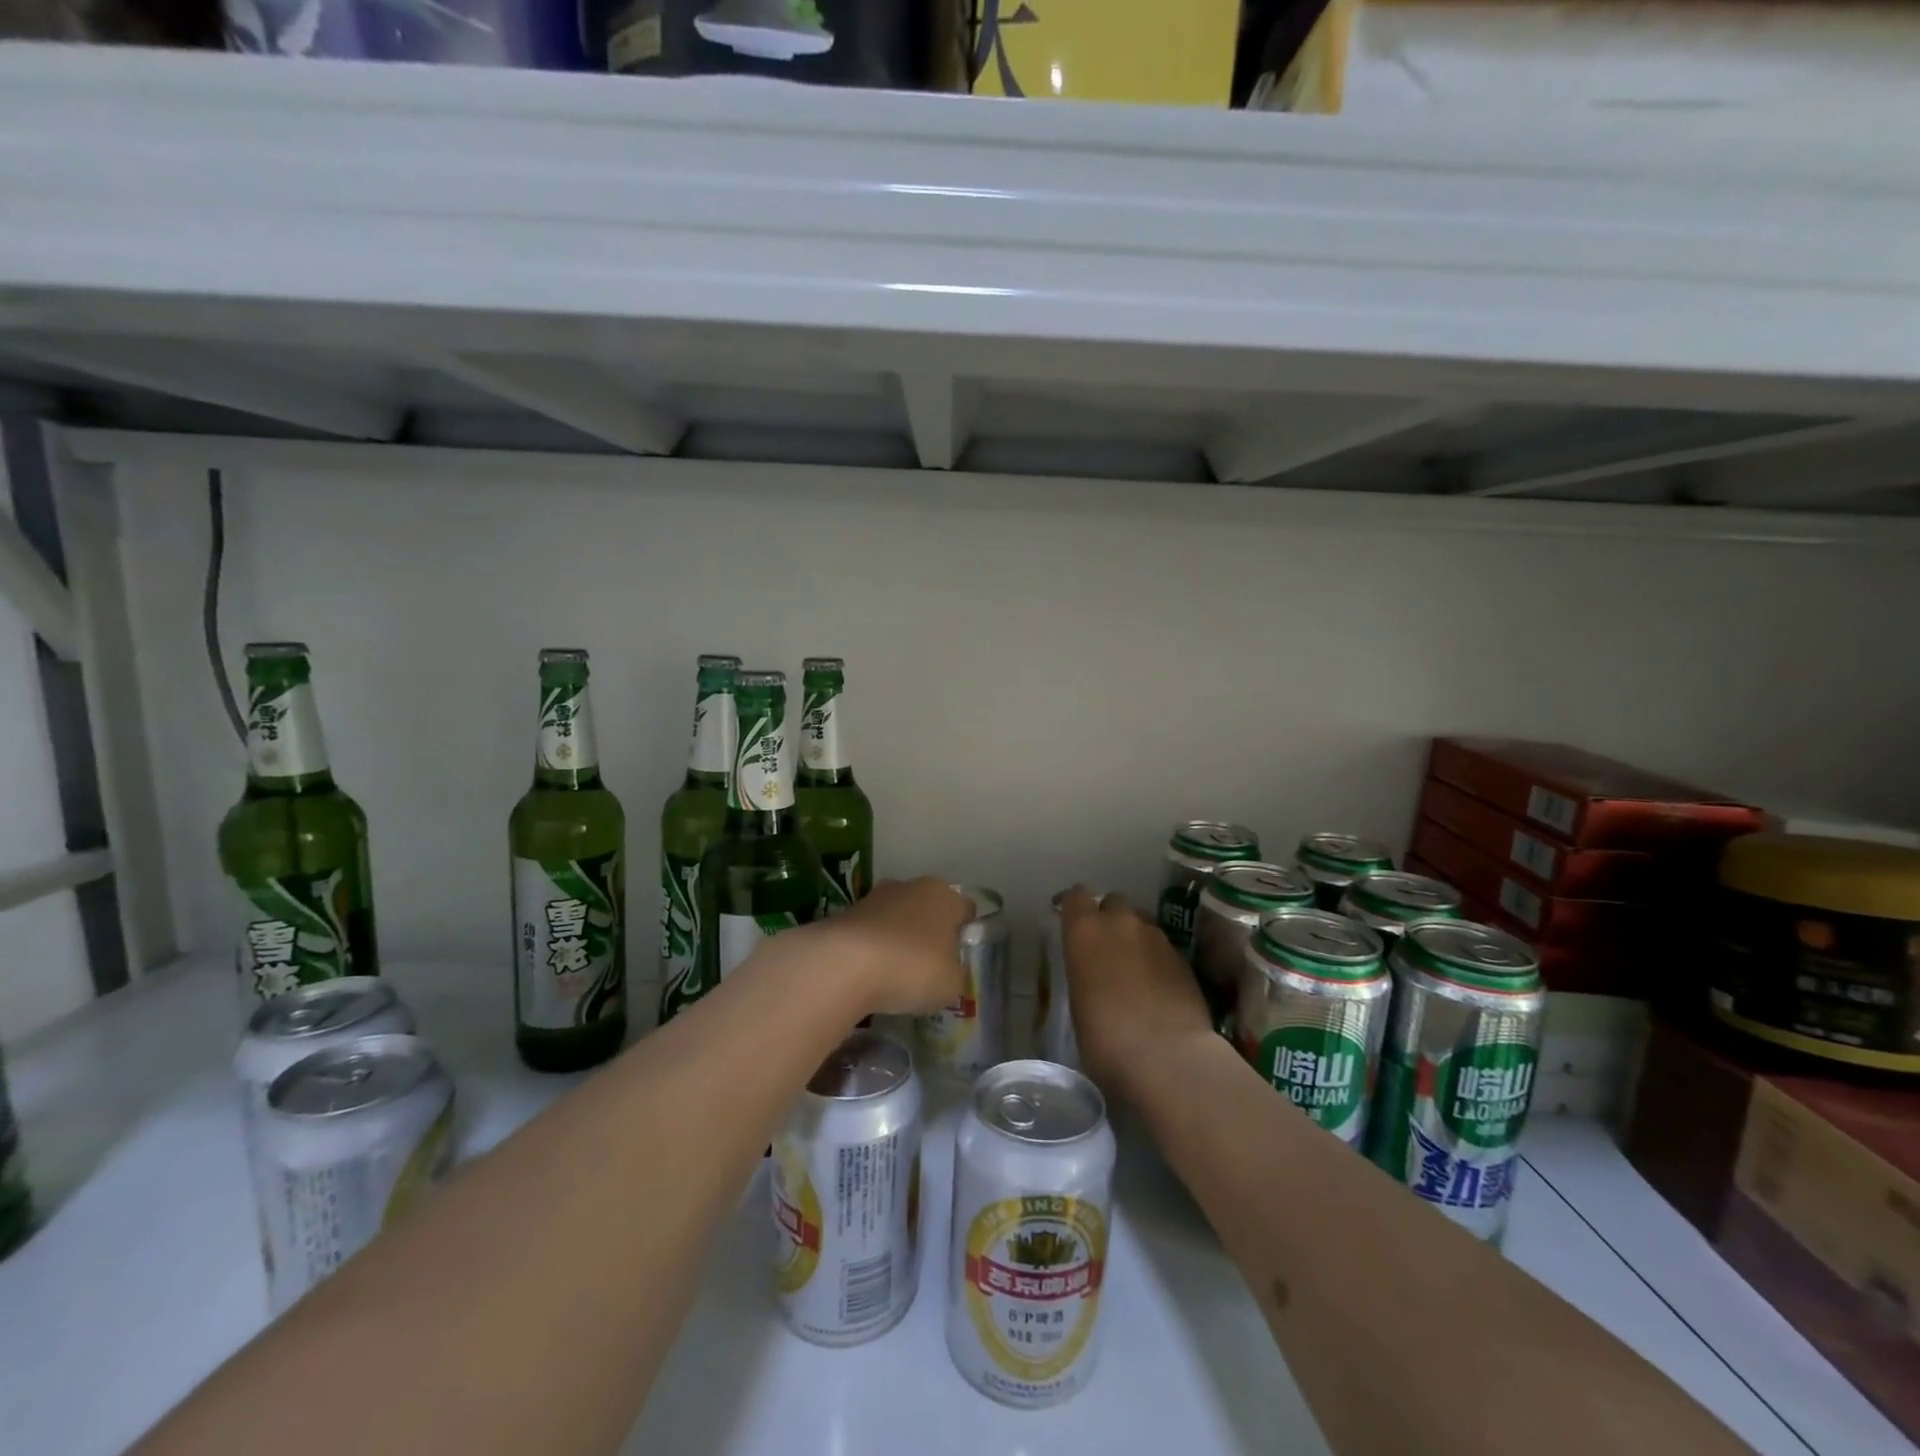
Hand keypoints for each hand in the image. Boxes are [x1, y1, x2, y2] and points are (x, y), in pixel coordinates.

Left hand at [813, 877, 972, 1017]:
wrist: (844, 963)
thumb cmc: (912, 967)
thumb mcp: (950, 984)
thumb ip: (955, 973)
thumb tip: (947, 970)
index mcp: (945, 896)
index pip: (965, 909)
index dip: (965, 933)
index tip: (959, 958)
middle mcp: (912, 886)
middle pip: (929, 909)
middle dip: (929, 933)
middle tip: (928, 967)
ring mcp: (876, 897)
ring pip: (897, 918)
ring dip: (898, 938)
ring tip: (895, 974)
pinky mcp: (847, 913)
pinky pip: (870, 932)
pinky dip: (872, 948)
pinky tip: (870, 974)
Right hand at [1057, 887, 1214, 1101]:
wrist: (1169, 1058)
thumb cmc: (1106, 1040)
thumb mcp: (1078, 1006)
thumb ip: (1082, 976)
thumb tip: (1090, 978)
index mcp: (1085, 931)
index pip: (1075, 897)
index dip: (1072, 907)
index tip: (1068, 920)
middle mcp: (1121, 923)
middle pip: (1113, 902)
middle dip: (1108, 917)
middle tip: (1104, 946)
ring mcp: (1157, 938)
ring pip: (1141, 923)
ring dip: (1134, 937)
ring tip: (1132, 967)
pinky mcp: (1184, 958)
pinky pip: (1163, 947)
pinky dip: (1156, 958)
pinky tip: (1156, 987)